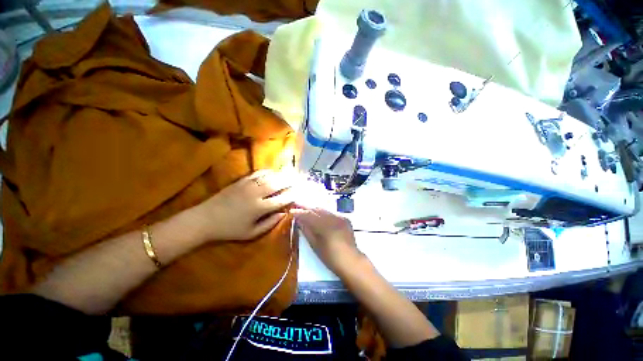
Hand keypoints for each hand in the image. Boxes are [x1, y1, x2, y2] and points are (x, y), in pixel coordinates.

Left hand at [188, 170, 295, 241]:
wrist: (205, 219)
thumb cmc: (230, 229)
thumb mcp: (251, 233)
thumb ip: (270, 224)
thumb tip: (284, 214)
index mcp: (259, 209)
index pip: (281, 200)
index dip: (292, 195)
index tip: (300, 193)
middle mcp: (256, 194)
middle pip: (277, 185)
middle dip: (290, 181)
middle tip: (298, 179)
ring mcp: (248, 186)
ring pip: (269, 177)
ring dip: (281, 175)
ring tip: (290, 173)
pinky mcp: (241, 181)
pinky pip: (257, 173)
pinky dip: (267, 172)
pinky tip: (273, 172)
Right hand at [294, 207, 362, 275]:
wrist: (350, 260)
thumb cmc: (330, 257)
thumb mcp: (315, 245)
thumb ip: (307, 231)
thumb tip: (299, 221)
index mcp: (324, 225)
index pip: (308, 215)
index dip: (299, 213)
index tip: (291, 211)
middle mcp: (332, 218)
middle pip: (316, 210)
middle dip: (306, 208)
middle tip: (297, 205)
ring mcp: (340, 217)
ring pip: (324, 210)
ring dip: (315, 210)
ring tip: (307, 209)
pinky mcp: (345, 219)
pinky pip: (332, 213)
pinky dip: (324, 214)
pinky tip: (320, 216)